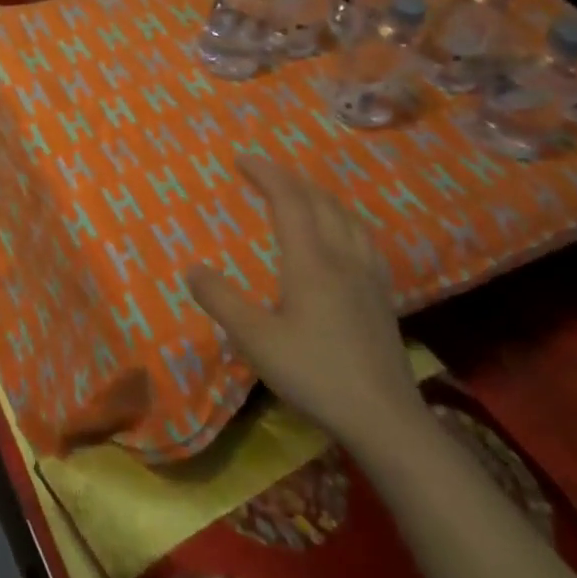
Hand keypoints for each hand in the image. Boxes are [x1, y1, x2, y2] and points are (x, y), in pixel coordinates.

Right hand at [187, 155, 422, 448]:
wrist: (385, 418)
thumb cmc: (315, 374)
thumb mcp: (255, 340)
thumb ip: (221, 300)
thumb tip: (191, 268)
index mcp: (310, 261)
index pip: (289, 200)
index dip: (266, 173)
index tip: (241, 158)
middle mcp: (342, 258)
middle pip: (320, 202)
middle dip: (289, 178)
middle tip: (263, 170)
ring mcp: (367, 276)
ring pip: (346, 217)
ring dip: (318, 195)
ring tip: (300, 192)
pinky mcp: (382, 296)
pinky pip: (362, 238)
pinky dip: (342, 219)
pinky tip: (342, 235)